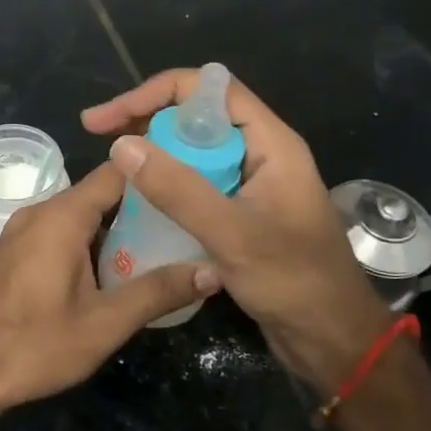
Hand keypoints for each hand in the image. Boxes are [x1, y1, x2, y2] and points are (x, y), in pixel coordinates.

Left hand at [0, 162, 217, 411]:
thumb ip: (158, 292)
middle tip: (185, 223)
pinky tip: (112, 272)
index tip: (192, 181)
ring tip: (159, 248)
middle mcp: (39, 212)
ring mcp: (21, 232)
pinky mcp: (12, 253)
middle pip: (99, 194)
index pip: (117, 171)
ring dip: (115, 229)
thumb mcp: (104, 323)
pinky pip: (59, 233)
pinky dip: (88, 242)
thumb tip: (213, 271)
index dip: (156, 172)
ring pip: (78, 216)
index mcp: (62, 216)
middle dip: (141, 207)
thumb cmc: (34, 344)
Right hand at [82, 69, 391, 390]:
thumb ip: (177, 189)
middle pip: (198, 115)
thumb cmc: (293, 282)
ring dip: (154, 151)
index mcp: (271, 143)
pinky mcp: (241, 212)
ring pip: (195, 150)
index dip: (157, 92)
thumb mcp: (231, 234)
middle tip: (99, 136)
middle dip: (147, 118)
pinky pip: (198, 182)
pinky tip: (138, 198)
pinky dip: (167, 182)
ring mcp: (251, 184)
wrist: (331, 339)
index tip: (111, 117)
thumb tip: (121, 145)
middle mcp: (261, 154)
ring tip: (111, 164)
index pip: (210, 90)